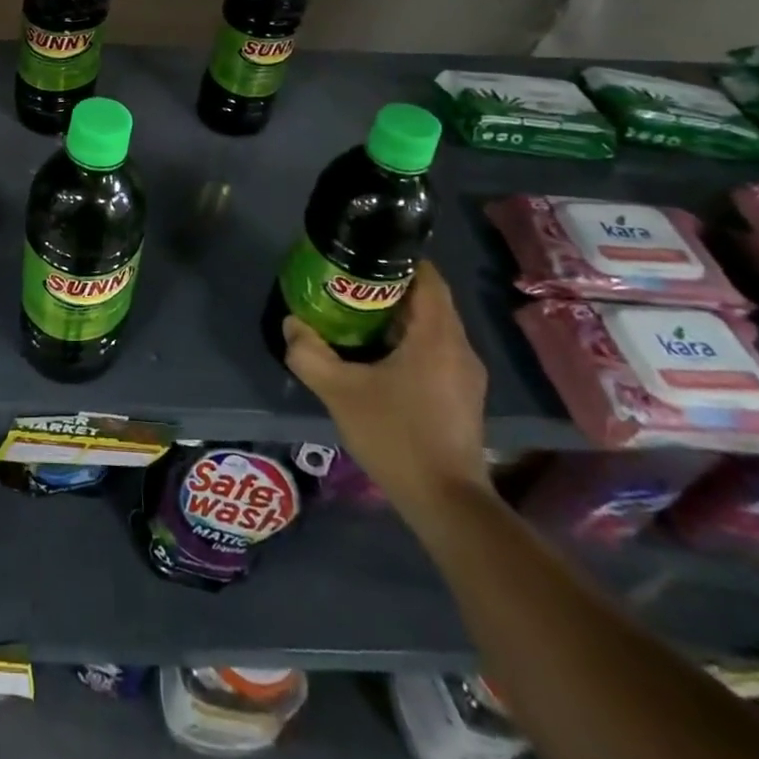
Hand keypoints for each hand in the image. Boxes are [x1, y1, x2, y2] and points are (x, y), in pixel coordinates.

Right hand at [282, 260, 489, 525]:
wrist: (446, 503)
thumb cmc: (396, 436)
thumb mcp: (339, 392)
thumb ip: (309, 354)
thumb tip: (292, 324)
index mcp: (437, 336)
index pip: (428, 278)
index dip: (400, 261)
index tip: (365, 256)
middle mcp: (460, 349)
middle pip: (429, 301)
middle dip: (391, 289)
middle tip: (349, 285)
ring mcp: (466, 376)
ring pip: (433, 328)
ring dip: (399, 318)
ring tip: (357, 317)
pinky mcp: (463, 397)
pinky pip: (437, 351)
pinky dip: (410, 342)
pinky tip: (378, 357)